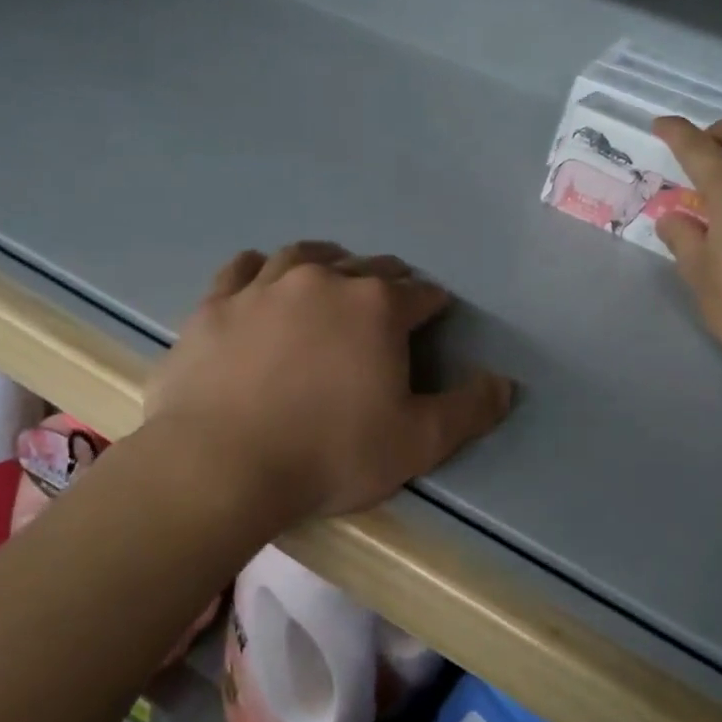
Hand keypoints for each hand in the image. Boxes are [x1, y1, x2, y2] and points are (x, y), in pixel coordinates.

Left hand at [144, 242, 514, 521]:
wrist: (220, 465)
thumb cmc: (329, 454)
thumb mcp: (416, 443)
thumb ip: (468, 410)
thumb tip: (505, 383)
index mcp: (377, 307)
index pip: (419, 294)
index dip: (431, 304)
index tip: (433, 316)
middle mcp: (324, 280)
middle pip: (366, 268)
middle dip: (384, 282)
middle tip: (385, 304)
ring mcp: (264, 286)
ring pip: (305, 256)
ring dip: (327, 263)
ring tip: (331, 277)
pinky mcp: (216, 303)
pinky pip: (243, 268)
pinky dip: (261, 269)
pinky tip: (263, 280)